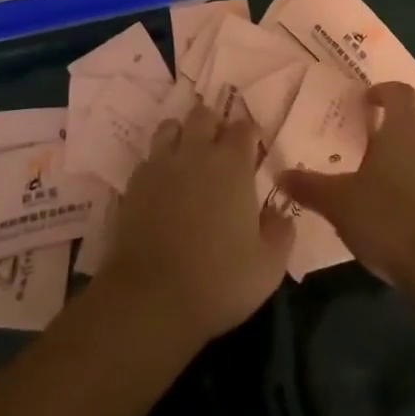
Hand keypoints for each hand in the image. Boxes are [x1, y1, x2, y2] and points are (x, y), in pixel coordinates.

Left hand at [99, 102, 293, 345]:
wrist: (151, 300)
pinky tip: (163, 185)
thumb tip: (280, 213)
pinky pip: (148, 158)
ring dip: (182, 135)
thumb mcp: (268, 266)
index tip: (253, 150)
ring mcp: (161, 165)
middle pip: (204, 115)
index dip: (250, 134)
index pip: (244, 127)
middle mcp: (196, 152)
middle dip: (214, 125)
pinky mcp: (133, 184)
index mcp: (232, 164)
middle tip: (220, 150)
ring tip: (188, 158)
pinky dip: (158, 163)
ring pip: (170, 127)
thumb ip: (281, 232)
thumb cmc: (218, 281)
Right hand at [281, 82, 414, 286]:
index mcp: (404, 127)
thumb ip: (311, 187)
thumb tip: (281, 174)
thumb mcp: (340, 203)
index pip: (399, 92)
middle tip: (364, 142)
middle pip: (414, 120)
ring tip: (377, 182)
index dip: (382, 92)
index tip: (364, 103)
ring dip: (406, 159)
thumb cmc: (391, 218)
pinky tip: (398, 214)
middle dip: (392, 127)